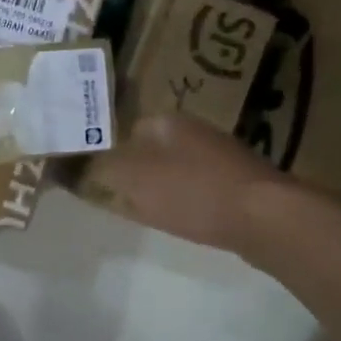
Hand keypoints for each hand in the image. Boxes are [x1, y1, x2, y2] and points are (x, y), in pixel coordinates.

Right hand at [94, 114, 289, 254]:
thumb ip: (101, 169)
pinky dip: (188, 200)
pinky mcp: (240, 181)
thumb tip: (75, 162)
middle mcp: (194, 129)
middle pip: (151, 148)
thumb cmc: (191, 192)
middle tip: (119, 196)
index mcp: (166, 121)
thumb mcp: (132, 180)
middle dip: (135, 170)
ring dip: (162, 186)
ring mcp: (221, 154)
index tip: (97, 177)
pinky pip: (200, 186)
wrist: (265, 218)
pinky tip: (185, 219)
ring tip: (147, 211)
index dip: (107, 152)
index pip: (124, 128)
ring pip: (176, 167)